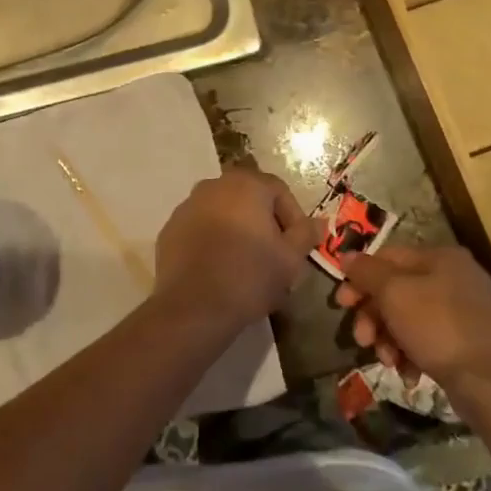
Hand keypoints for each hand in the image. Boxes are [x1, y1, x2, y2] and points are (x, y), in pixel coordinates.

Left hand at [154, 168, 318, 325]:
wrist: (194, 307)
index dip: (293, 218)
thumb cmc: (250, 276)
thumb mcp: (291, 258)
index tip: (297, 247)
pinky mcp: (169, 229)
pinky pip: (200, 229)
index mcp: (246, 184)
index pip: (279, 191)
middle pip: (249, 199)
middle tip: (274, 255)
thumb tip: (320, 221)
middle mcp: (213, 185)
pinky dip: (212, 241)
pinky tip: (219, 268)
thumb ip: (306, 234)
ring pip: (223, 213)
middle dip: (264, 223)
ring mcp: (187, 206)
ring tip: (246, 264)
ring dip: (237, 231)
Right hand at [336, 245, 490, 390]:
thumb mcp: (395, 293)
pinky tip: (408, 373)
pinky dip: (411, 354)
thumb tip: (346, 256)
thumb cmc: (440, 327)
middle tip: (362, 340)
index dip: (359, 278)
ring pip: (408, 317)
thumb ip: (367, 273)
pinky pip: (427, 340)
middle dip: (373, 316)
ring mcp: (462, 311)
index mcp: (439, 257)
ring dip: (389, 338)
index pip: (387, 257)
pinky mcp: (466, 342)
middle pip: (396, 289)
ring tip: (387, 361)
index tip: (341, 304)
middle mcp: (453, 277)